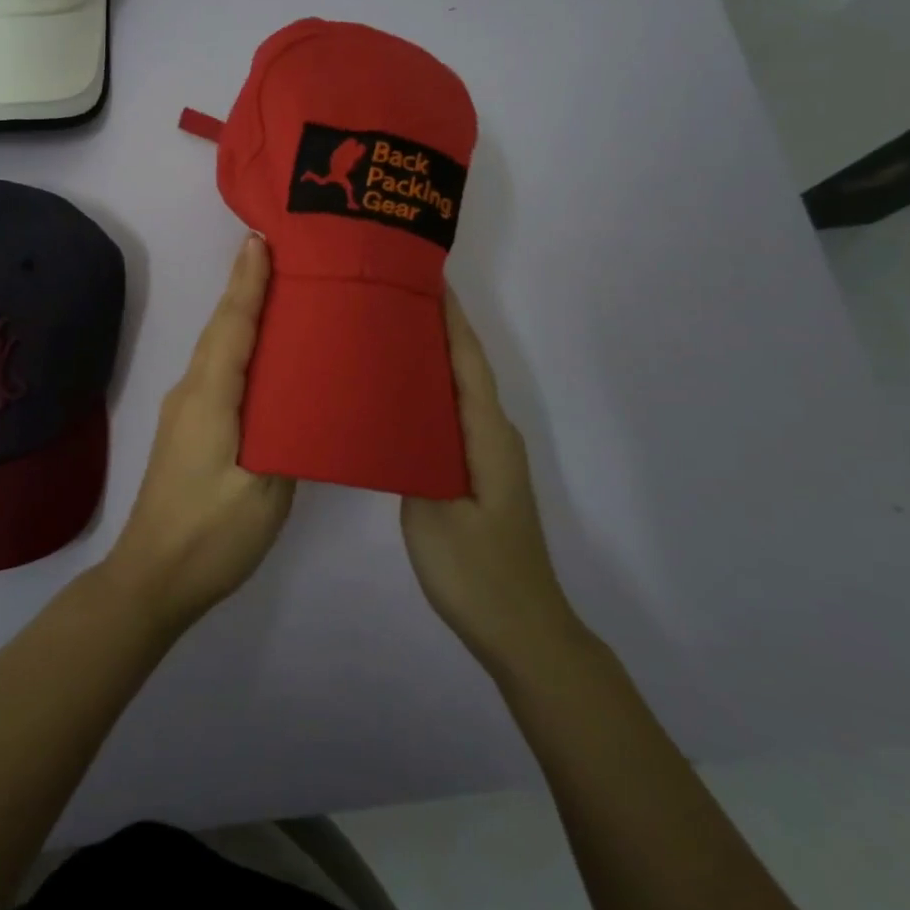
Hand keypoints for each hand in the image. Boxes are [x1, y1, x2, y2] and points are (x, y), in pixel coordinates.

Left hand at [103, 234, 293, 629]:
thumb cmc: (210, 534)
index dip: (247, 282)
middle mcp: (190, 392)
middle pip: (222, 329)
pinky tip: (264, 358)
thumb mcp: (264, 491)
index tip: (261, 240)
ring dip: (243, 317)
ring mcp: (184, 411)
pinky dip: (239, 350)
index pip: (232, 326)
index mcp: (209, 397)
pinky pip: (217, 373)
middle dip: (247, 288)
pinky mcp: (188, 430)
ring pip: (218, 351)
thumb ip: (288, 439)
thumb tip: (304, 402)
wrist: (151, 578)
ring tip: (281, 295)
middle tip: (283, 256)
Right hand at [402, 289, 578, 675]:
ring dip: (432, 359)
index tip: (425, 278)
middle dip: (436, 328)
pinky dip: (431, 393)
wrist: (522, 630)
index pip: (467, 361)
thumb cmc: (477, 571)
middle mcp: (494, 435)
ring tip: (388, 334)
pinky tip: (400, 396)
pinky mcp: (478, 473)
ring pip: (459, 392)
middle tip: (390, 299)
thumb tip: (396, 411)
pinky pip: (453, 416)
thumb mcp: (434, 513)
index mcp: (486, 435)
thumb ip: (414, 455)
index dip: (450, 318)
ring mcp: (489, 456)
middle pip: (465, 368)